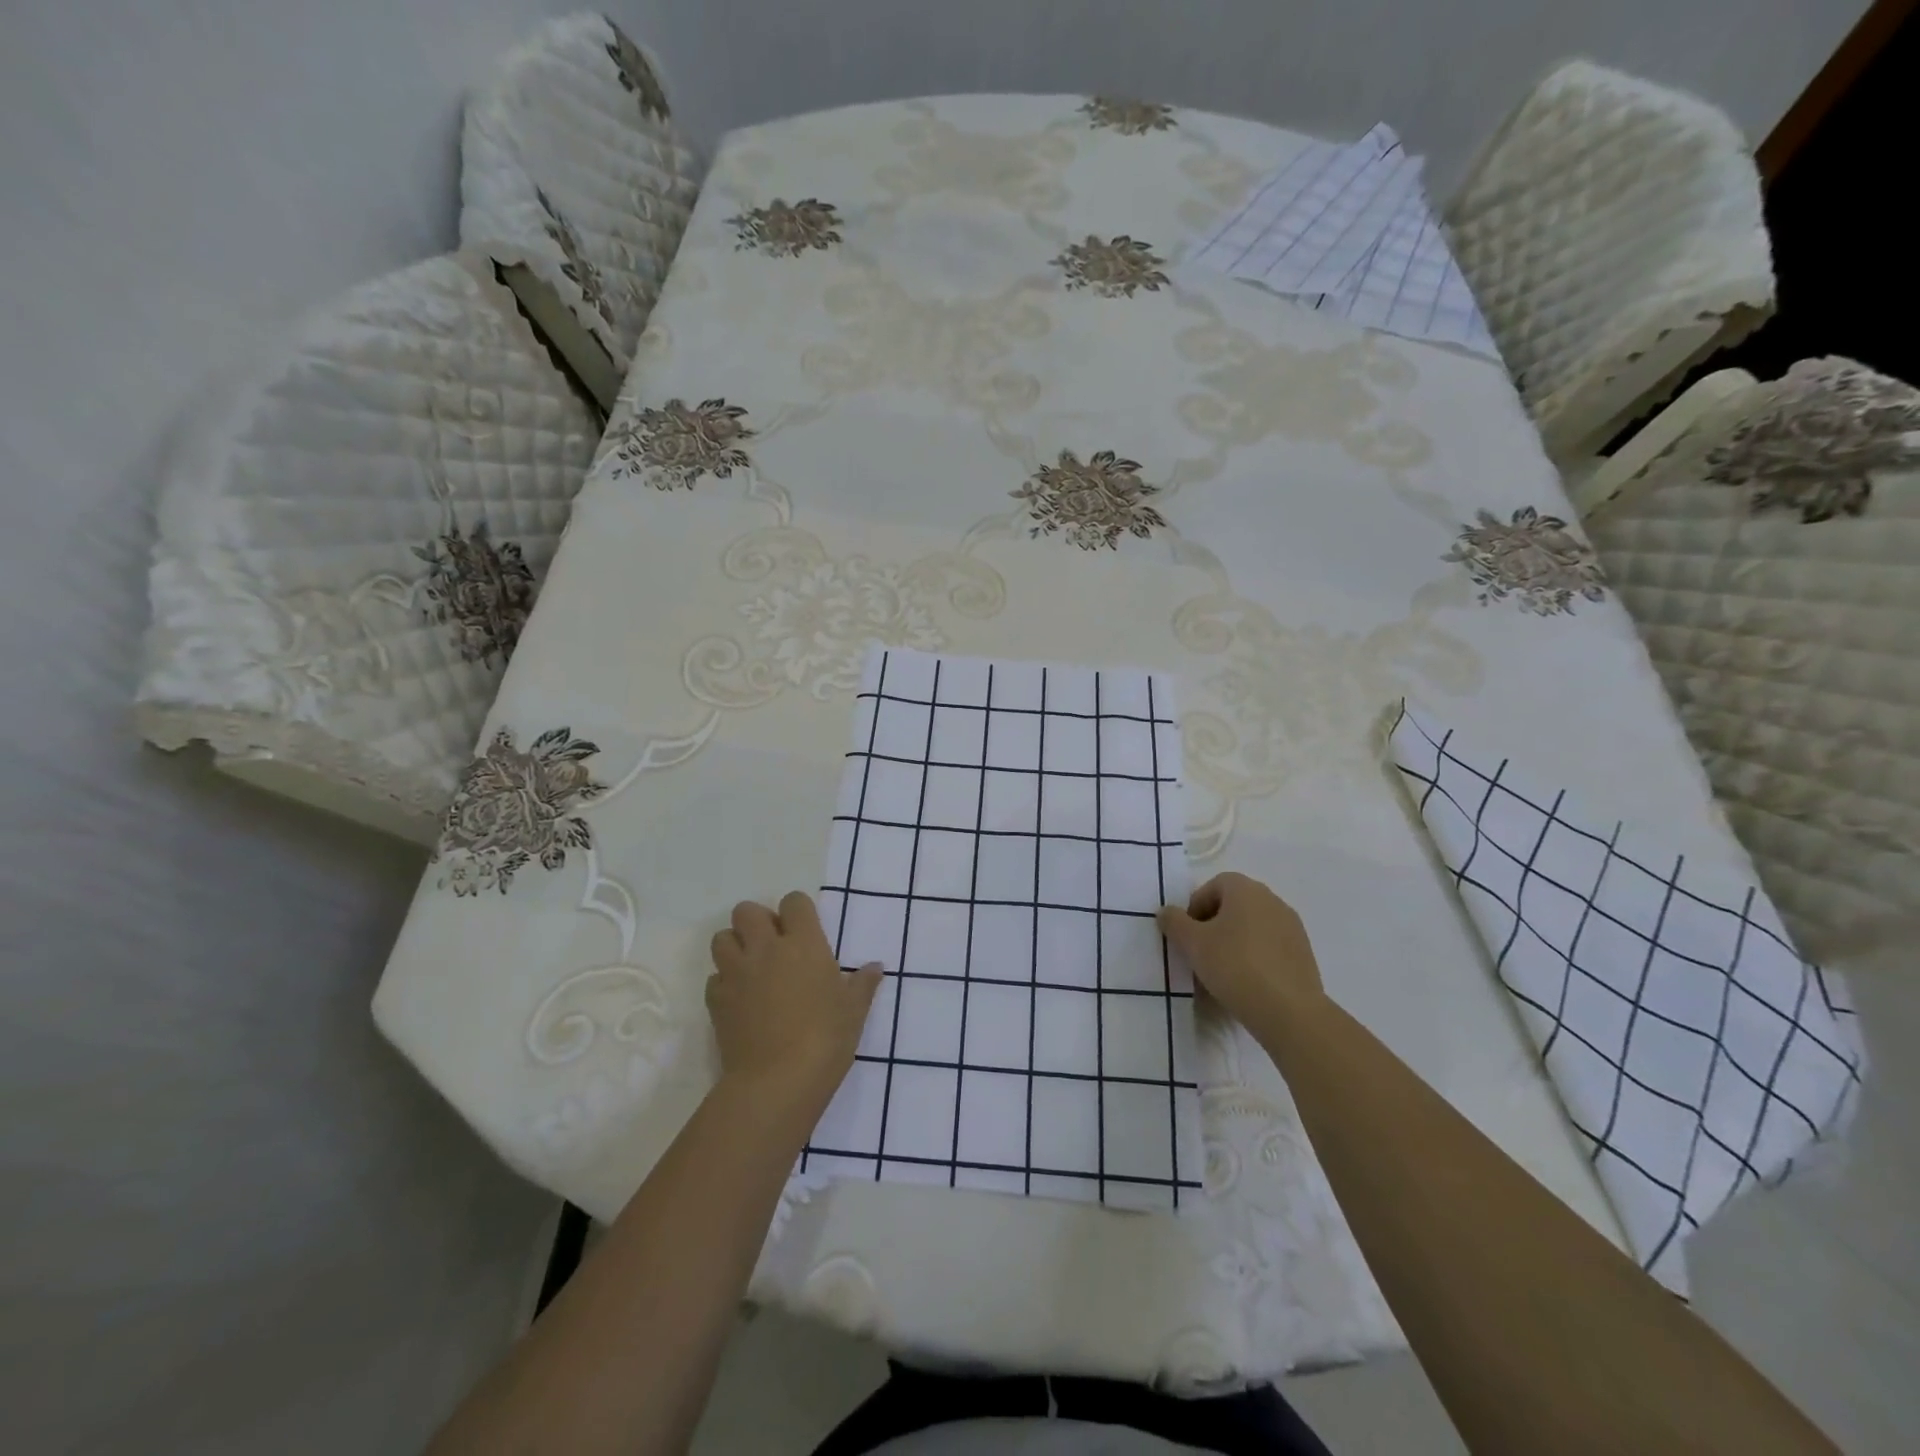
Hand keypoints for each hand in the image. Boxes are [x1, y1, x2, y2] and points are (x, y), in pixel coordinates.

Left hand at [707, 892, 882, 1109]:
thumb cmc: (826, 1039)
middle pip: (747, 911)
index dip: (798, 911)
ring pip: (721, 938)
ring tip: (751, 967)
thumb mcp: (854, 1011)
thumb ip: (863, 984)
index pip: (794, 902)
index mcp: (804, 943)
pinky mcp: (716, 1001)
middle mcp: (766, 949)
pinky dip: (724, 982)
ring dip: (735, 946)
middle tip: (773, 946)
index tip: (805, 930)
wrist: (778, 1082)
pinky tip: (740, 1000)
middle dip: (758, 922)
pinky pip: (714, 978)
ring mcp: (736, 973)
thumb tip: (876, 967)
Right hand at [1158, 873, 1324, 1032]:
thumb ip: (1174, 922)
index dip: (1195, 906)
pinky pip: (1269, 947)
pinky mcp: (1303, 954)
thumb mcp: (1193, 944)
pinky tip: (1246, 983)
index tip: (1187, 934)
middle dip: (1213, 924)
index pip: (1214, 885)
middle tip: (1200, 951)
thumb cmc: (1235, 966)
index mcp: (1246, 890)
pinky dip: (1254, 957)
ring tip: (1221, 971)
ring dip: (1234, 941)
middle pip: (1234, 905)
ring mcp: (1292, 927)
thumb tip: (1166, 911)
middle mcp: (1272, 900)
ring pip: (1252, 927)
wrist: (1289, 1011)